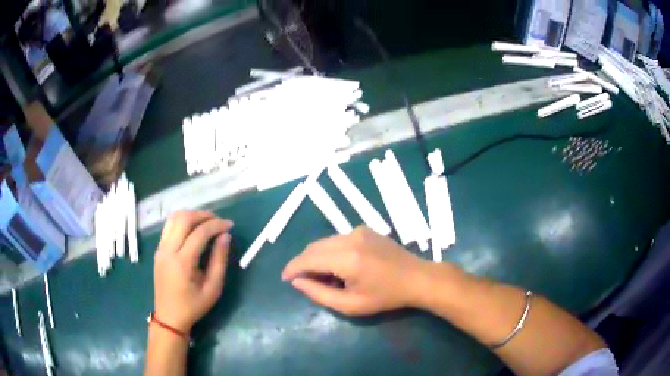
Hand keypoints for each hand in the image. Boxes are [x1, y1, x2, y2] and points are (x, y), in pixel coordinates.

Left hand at [153, 211, 233, 332]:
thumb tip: (225, 236)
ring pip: (174, 218)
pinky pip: (169, 227)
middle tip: (218, 221)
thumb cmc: (193, 306)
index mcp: (182, 262)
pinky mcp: (158, 250)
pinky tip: (192, 230)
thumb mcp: (213, 288)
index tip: (230, 225)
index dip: (216, 225)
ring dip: (191, 216)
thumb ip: (219, 260)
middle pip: (184, 219)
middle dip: (203, 215)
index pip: (199, 233)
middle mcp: (168, 250)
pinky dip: (182, 222)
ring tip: (206, 222)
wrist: (169, 316)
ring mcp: (160, 248)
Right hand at [282, 226, 429, 315]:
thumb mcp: (351, 305)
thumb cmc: (385, 297)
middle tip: (304, 281)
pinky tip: (339, 266)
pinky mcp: (364, 229)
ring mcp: (358, 230)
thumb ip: (319, 294)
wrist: (416, 278)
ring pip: (324, 242)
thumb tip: (297, 281)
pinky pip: (337, 239)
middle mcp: (350, 238)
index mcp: (347, 258)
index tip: (285, 278)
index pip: (308, 259)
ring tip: (324, 276)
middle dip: (303, 263)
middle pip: (313, 247)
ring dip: (316, 257)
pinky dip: (330, 251)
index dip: (292, 268)